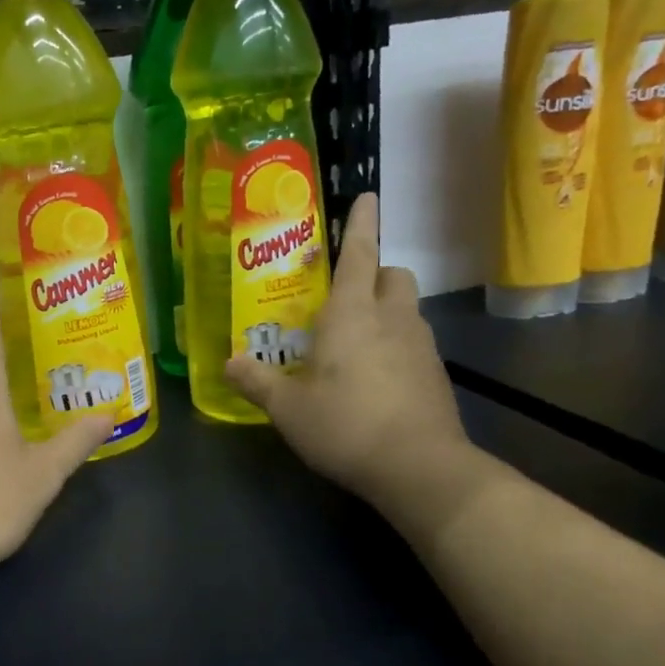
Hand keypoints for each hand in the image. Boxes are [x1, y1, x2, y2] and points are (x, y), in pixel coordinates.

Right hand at [225, 192, 469, 508]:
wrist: (421, 468)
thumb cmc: (346, 425)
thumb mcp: (288, 408)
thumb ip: (257, 381)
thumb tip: (228, 363)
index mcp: (351, 313)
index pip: (359, 253)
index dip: (361, 223)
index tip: (368, 196)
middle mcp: (392, 318)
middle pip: (393, 274)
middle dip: (375, 272)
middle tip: (346, 294)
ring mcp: (420, 345)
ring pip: (407, 308)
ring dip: (386, 310)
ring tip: (356, 341)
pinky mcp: (436, 374)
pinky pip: (414, 342)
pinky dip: (396, 344)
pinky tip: (376, 378)